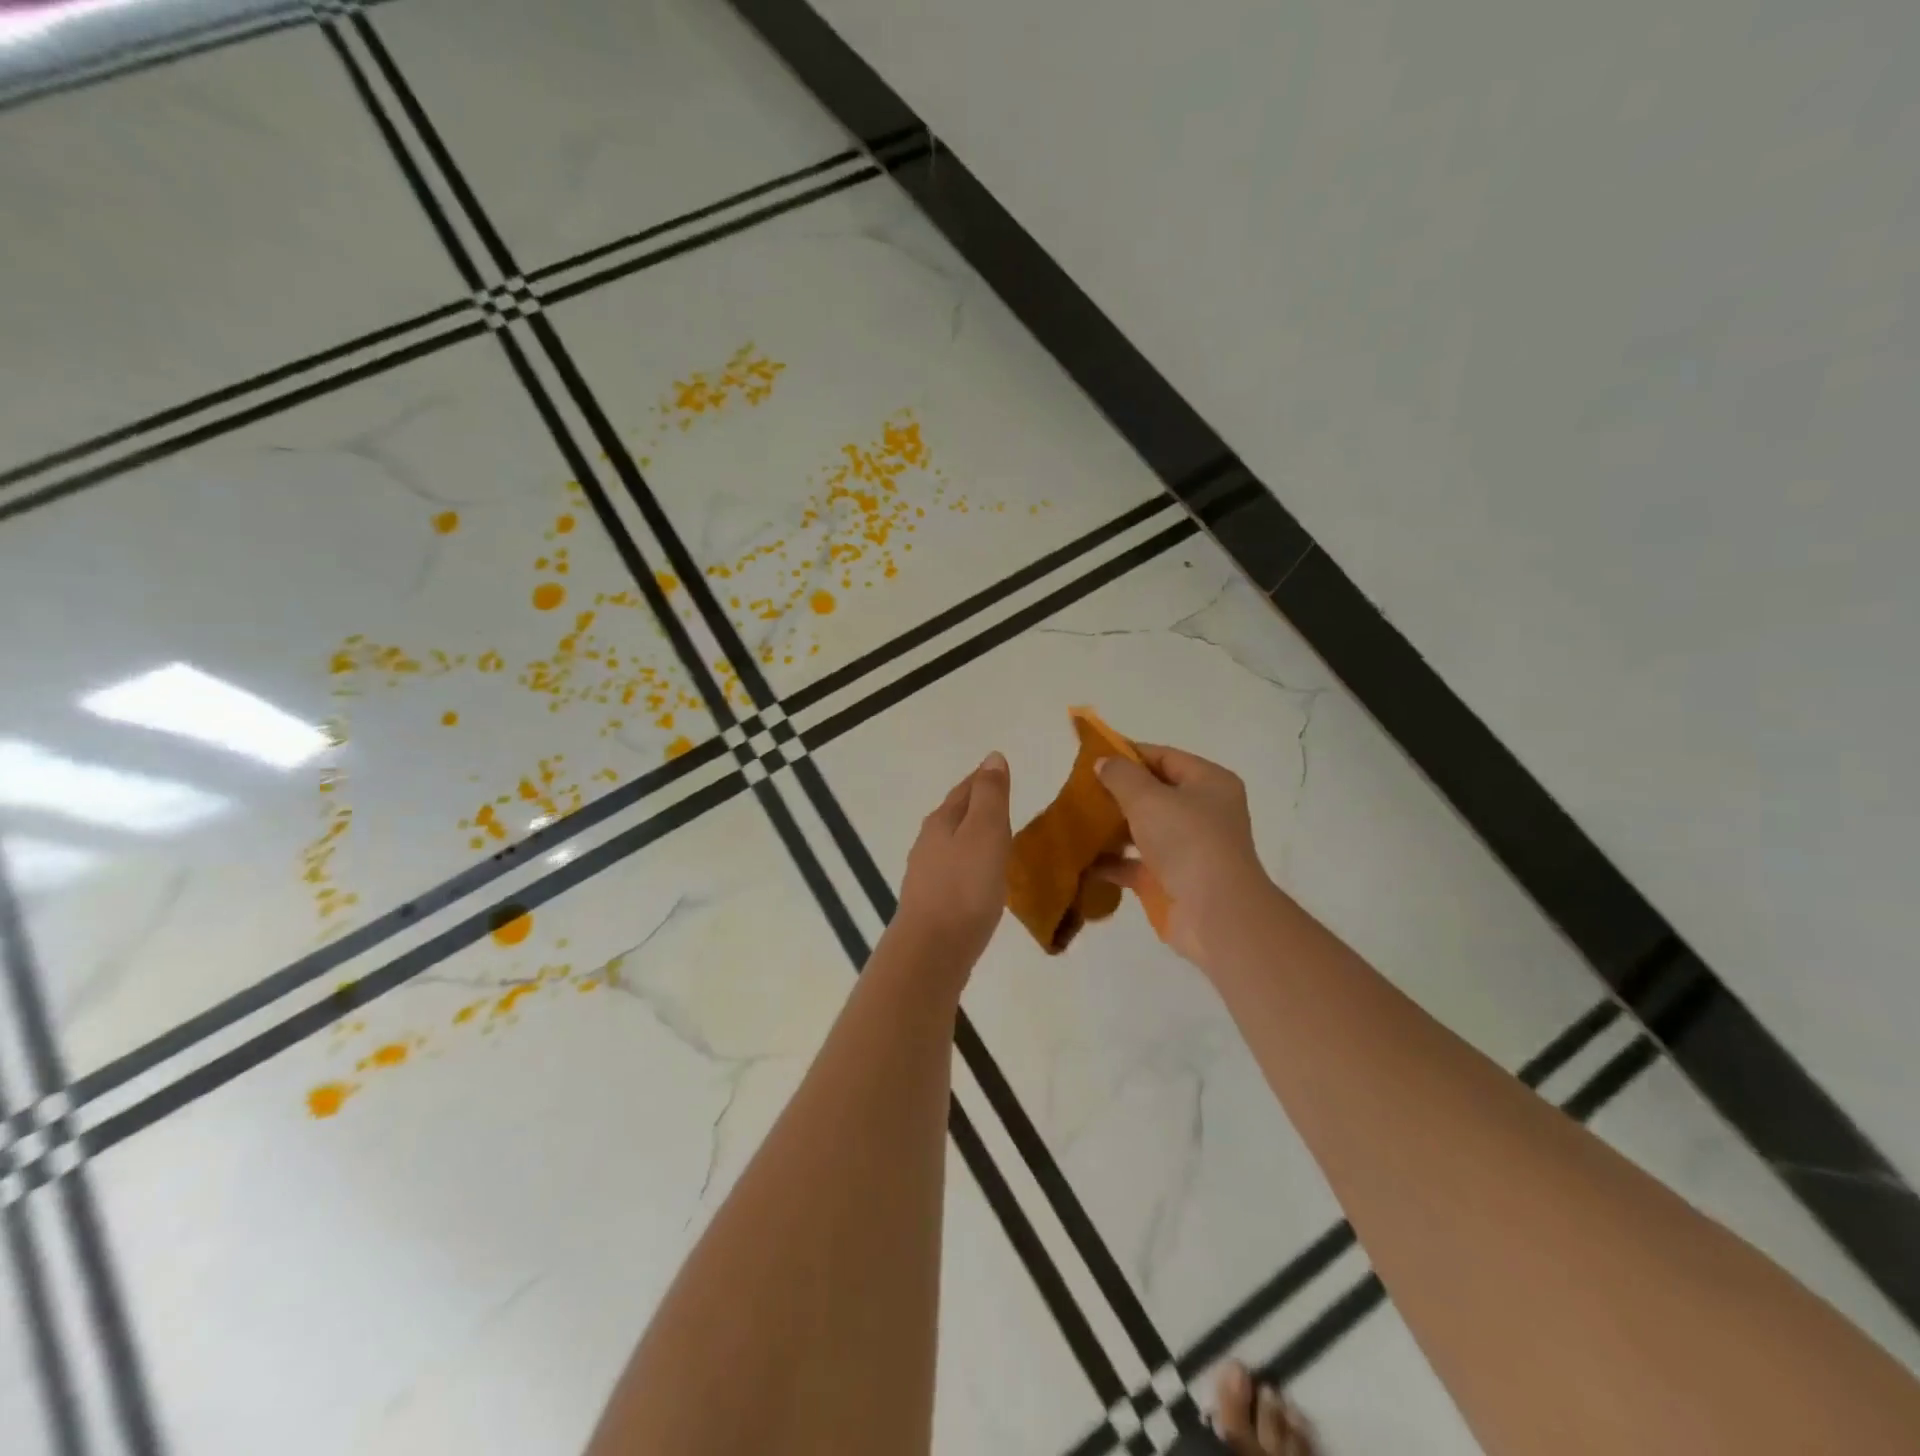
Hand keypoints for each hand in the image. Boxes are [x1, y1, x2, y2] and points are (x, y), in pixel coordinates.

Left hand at [892, 752, 1012, 977]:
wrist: (933, 949)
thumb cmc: (965, 886)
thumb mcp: (985, 832)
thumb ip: (990, 795)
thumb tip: (992, 757)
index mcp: (942, 821)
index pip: (965, 789)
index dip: (984, 780)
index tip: (1001, 773)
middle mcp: (929, 843)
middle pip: (956, 815)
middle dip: (977, 806)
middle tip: (1004, 803)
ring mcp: (927, 874)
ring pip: (954, 844)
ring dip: (973, 837)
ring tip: (998, 840)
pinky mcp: (932, 903)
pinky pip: (955, 872)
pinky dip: (971, 865)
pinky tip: (982, 879)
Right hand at [1091, 744, 1274, 968]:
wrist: (1215, 915)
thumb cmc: (1187, 842)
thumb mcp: (1149, 798)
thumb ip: (1122, 776)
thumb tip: (1103, 762)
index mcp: (1209, 784)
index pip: (1164, 757)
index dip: (1129, 754)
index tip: (1092, 757)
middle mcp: (1202, 813)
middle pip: (1153, 794)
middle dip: (1116, 792)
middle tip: (1078, 790)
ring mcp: (1187, 849)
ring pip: (1142, 829)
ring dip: (1110, 827)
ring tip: (1074, 820)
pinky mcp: (1170, 880)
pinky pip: (1134, 863)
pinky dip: (1110, 861)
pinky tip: (1080, 858)